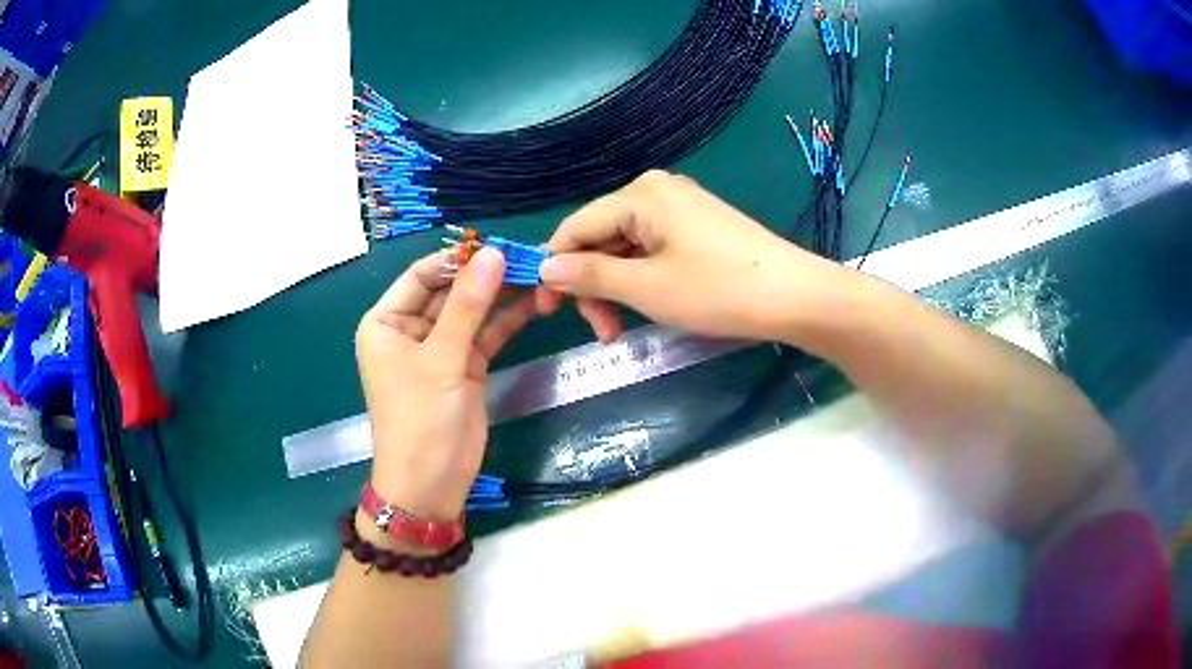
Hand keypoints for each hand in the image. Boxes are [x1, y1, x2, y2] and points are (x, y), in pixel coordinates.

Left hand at [355, 248, 534, 520]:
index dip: (458, 258)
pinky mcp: (464, 366)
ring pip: (471, 311)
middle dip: (485, 275)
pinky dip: (507, 320)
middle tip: (529, 256)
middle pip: (450, 291)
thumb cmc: (420, 420)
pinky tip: (536, 301)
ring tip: (539, 273)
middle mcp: (410, 329)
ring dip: (501, 295)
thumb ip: (468, 306)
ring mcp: (439, 348)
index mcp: (386, 322)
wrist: (430, 485)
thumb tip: (493, 253)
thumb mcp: (441, 360)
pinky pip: (485, 334)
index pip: (422, 275)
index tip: (498, 245)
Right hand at [537, 170, 848, 342]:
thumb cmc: (717, 289)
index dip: (555, 269)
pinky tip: (647, 306)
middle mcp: (655, 191)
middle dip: (592, 285)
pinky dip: (641, 280)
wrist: (793, 296)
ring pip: (625, 248)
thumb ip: (589, 275)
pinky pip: (651, 250)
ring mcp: (679, 208)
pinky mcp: (696, 226)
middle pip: (600, 238)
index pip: (576, 228)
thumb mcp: (646, 287)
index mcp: (639, 195)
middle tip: (602, 332)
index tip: (548, 312)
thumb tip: (544, 268)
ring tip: (621, 329)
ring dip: (616, 288)